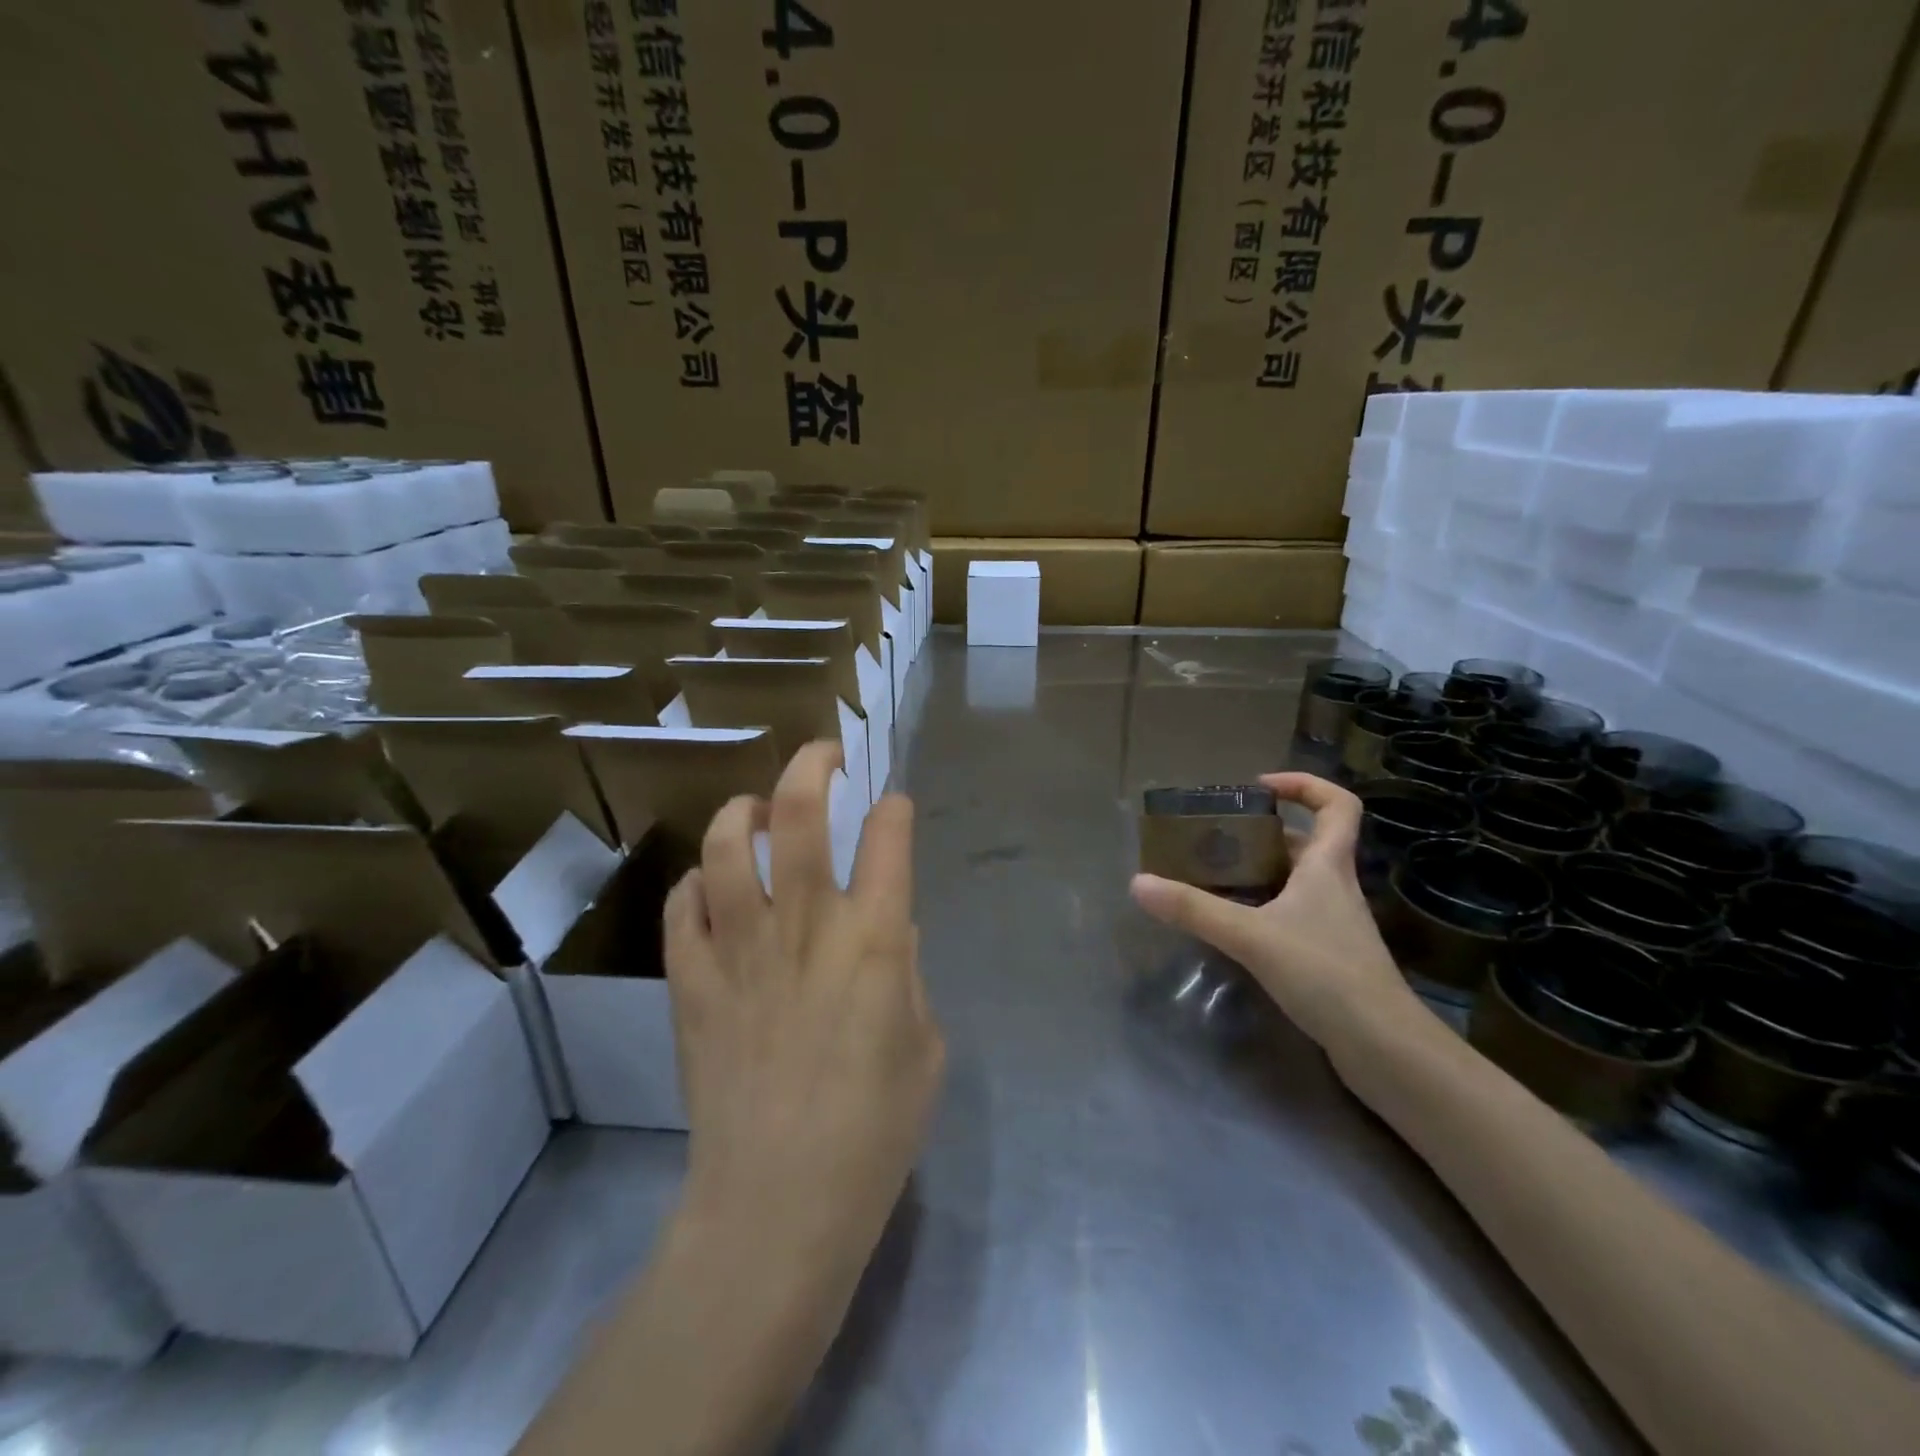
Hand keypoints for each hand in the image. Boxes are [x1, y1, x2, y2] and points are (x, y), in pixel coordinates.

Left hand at [663, 740, 944, 1270]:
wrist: (776, 1203)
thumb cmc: (873, 1131)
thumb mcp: (924, 1047)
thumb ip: (907, 975)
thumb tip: (890, 931)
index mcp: (873, 939)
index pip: (888, 839)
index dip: (893, 809)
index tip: (893, 805)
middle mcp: (805, 924)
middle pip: (800, 814)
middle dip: (814, 765)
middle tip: (825, 755)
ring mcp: (739, 947)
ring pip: (729, 845)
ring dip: (744, 811)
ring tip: (757, 811)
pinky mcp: (690, 980)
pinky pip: (683, 906)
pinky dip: (696, 883)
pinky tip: (710, 887)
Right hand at [1130, 772, 1431, 1057]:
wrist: (1384, 1047)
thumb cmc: (1325, 973)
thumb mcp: (1251, 936)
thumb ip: (1194, 910)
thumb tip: (1139, 884)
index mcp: (1327, 867)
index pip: (1337, 805)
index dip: (1303, 785)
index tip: (1258, 789)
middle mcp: (1335, 888)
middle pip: (1305, 843)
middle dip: (1261, 834)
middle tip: (1214, 839)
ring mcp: (1334, 924)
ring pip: (1296, 882)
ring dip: (1258, 874)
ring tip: (1212, 879)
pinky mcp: (1328, 956)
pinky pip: (1291, 915)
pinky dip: (1262, 910)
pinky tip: (1233, 928)